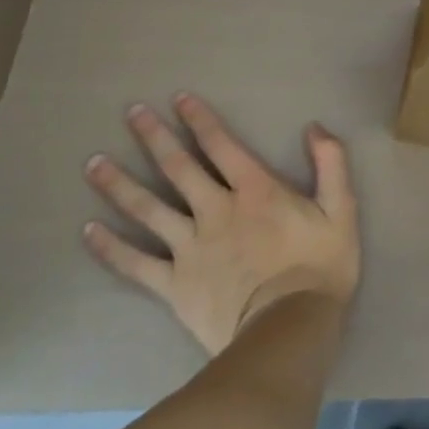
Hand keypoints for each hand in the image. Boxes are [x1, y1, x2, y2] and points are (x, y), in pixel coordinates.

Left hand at [82, 93, 358, 355]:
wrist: (287, 331)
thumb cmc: (319, 267)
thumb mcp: (341, 209)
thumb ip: (331, 163)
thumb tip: (314, 127)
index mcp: (255, 190)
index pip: (221, 145)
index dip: (199, 120)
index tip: (178, 98)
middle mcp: (216, 210)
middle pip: (179, 168)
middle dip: (154, 137)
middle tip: (131, 112)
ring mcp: (190, 248)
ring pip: (148, 209)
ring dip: (120, 184)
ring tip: (93, 163)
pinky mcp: (174, 285)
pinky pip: (135, 263)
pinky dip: (110, 248)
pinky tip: (88, 231)